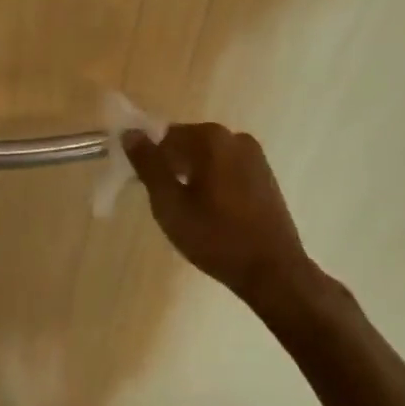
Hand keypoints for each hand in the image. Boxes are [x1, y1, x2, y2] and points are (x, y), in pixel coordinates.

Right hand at [123, 123, 314, 305]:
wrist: (274, 272)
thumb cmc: (216, 238)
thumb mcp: (170, 204)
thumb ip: (148, 165)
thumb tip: (130, 133)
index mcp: (211, 138)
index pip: (165, 137)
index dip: (152, 162)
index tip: (149, 190)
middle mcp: (235, 137)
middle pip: (188, 144)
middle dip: (173, 168)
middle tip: (170, 205)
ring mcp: (255, 156)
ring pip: (208, 158)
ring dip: (194, 177)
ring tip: (192, 213)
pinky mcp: (265, 175)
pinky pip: (228, 169)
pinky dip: (215, 183)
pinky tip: (215, 214)